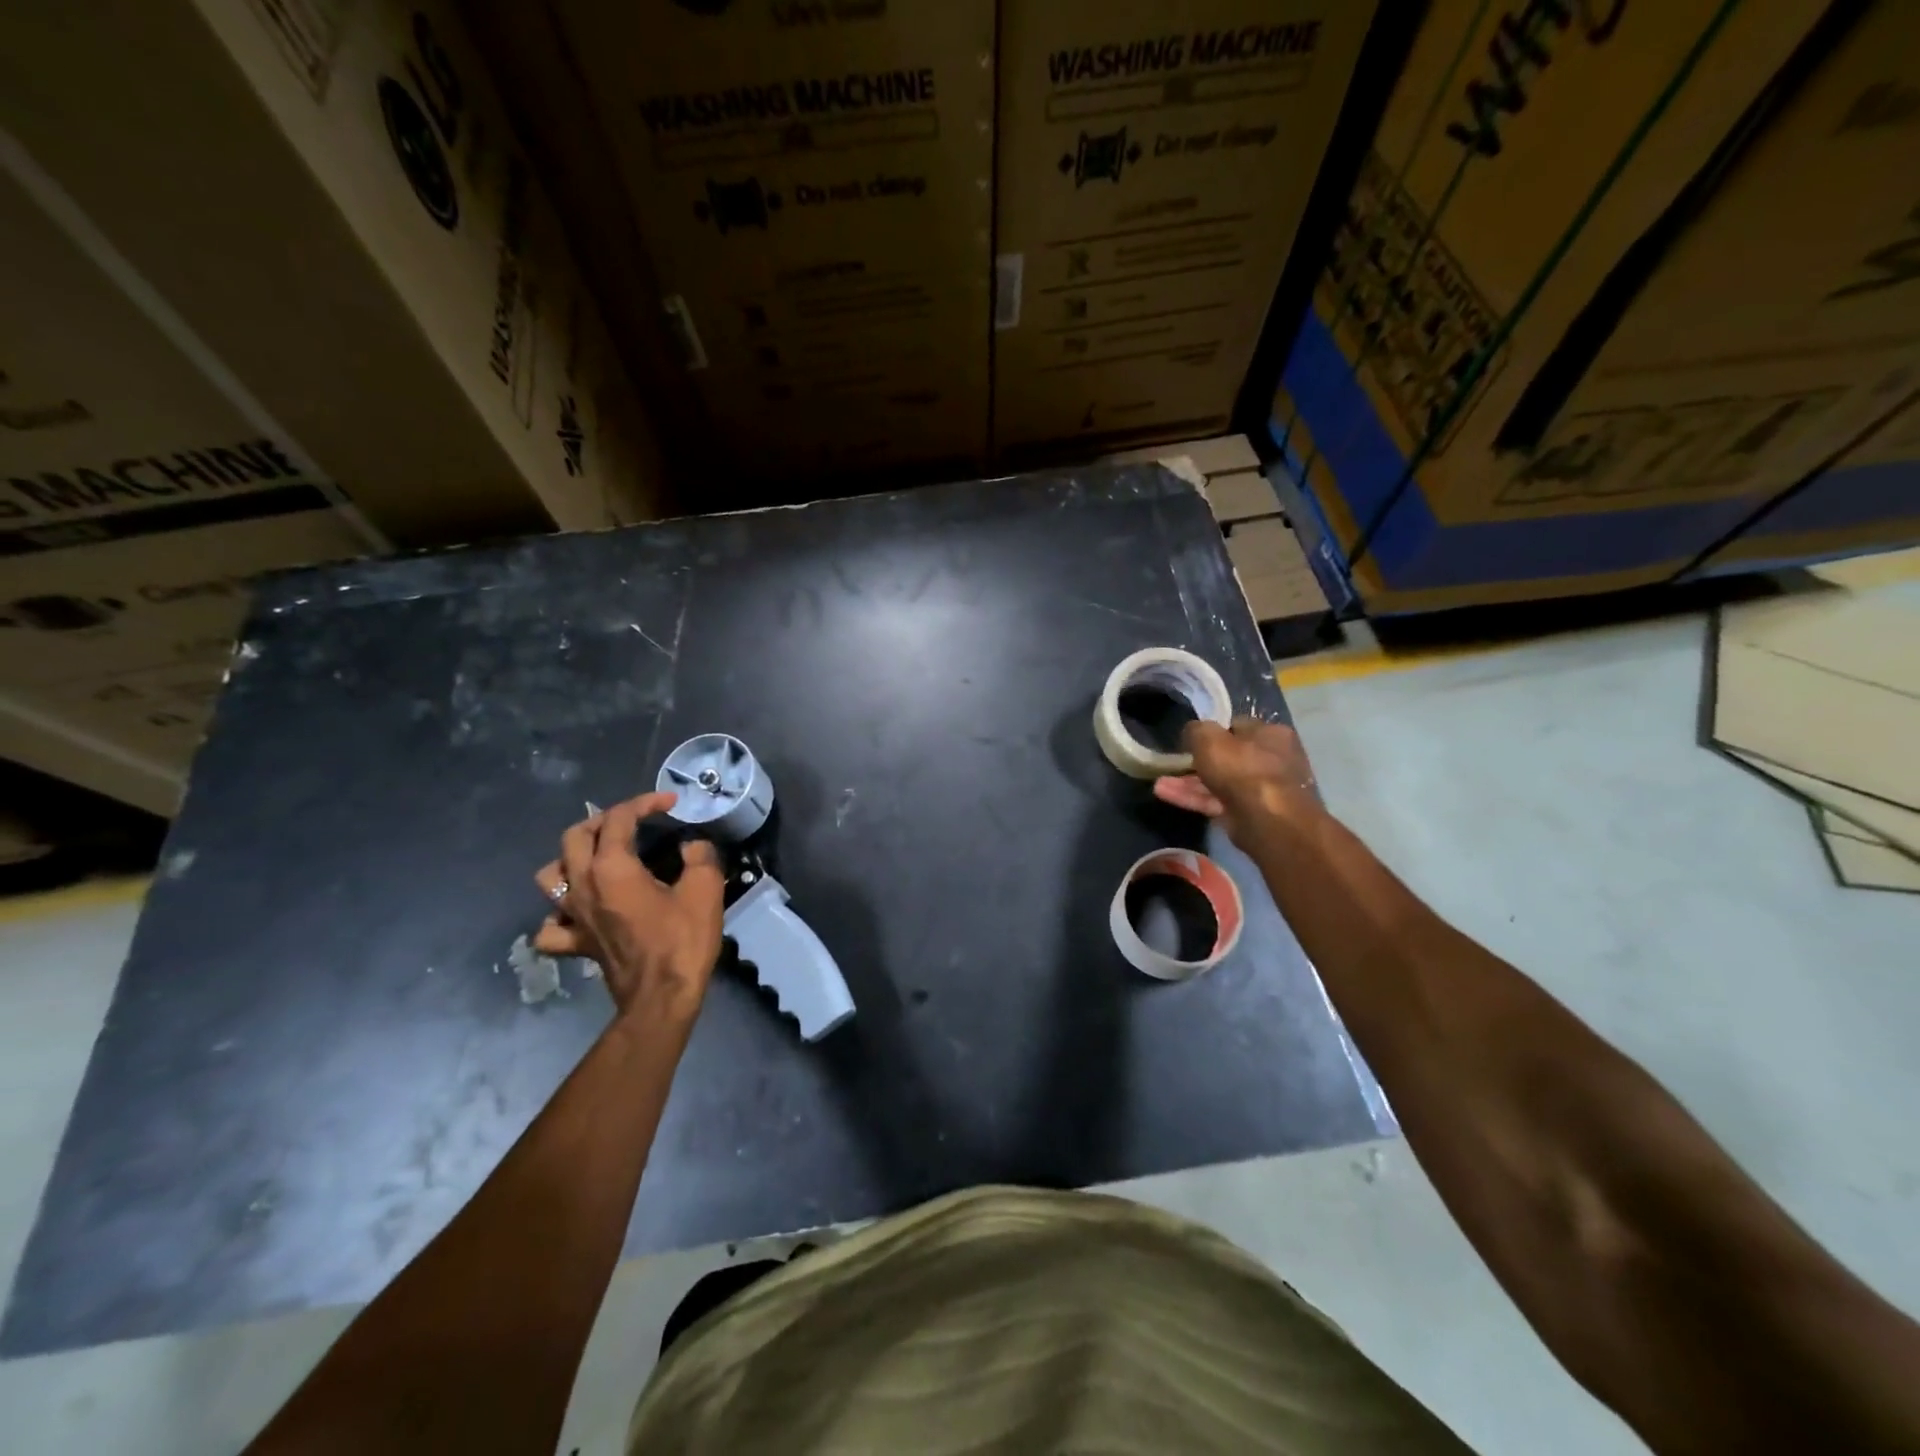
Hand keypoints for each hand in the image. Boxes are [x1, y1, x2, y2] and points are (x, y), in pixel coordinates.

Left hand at [533, 792, 723, 1021]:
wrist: (662, 998)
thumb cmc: (683, 940)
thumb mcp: (705, 890)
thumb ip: (699, 856)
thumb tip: (692, 846)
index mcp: (612, 868)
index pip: (619, 818)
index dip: (644, 803)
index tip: (670, 803)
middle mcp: (583, 886)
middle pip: (575, 836)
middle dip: (604, 820)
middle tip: (633, 821)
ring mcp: (573, 916)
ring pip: (551, 875)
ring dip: (571, 858)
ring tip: (597, 858)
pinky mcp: (575, 943)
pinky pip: (551, 925)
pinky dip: (559, 914)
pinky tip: (579, 911)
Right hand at [1153, 716, 1321, 847]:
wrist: (1266, 820)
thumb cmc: (1242, 769)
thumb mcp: (1209, 738)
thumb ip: (1196, 730)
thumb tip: (1192, 732)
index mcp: (1271, 734)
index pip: (1237, 726)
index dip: (1212, 731)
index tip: (1191, 739)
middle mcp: (1273, 759)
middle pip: (1228, 756)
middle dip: (1197, 761)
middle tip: (1174, 763)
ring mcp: (1262, 789)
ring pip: (1219, 782)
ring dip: (1189, 782)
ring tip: (1159, 783)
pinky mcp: (1250, 814)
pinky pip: (1217, 802)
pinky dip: (1194, 798)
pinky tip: (1166, 795)